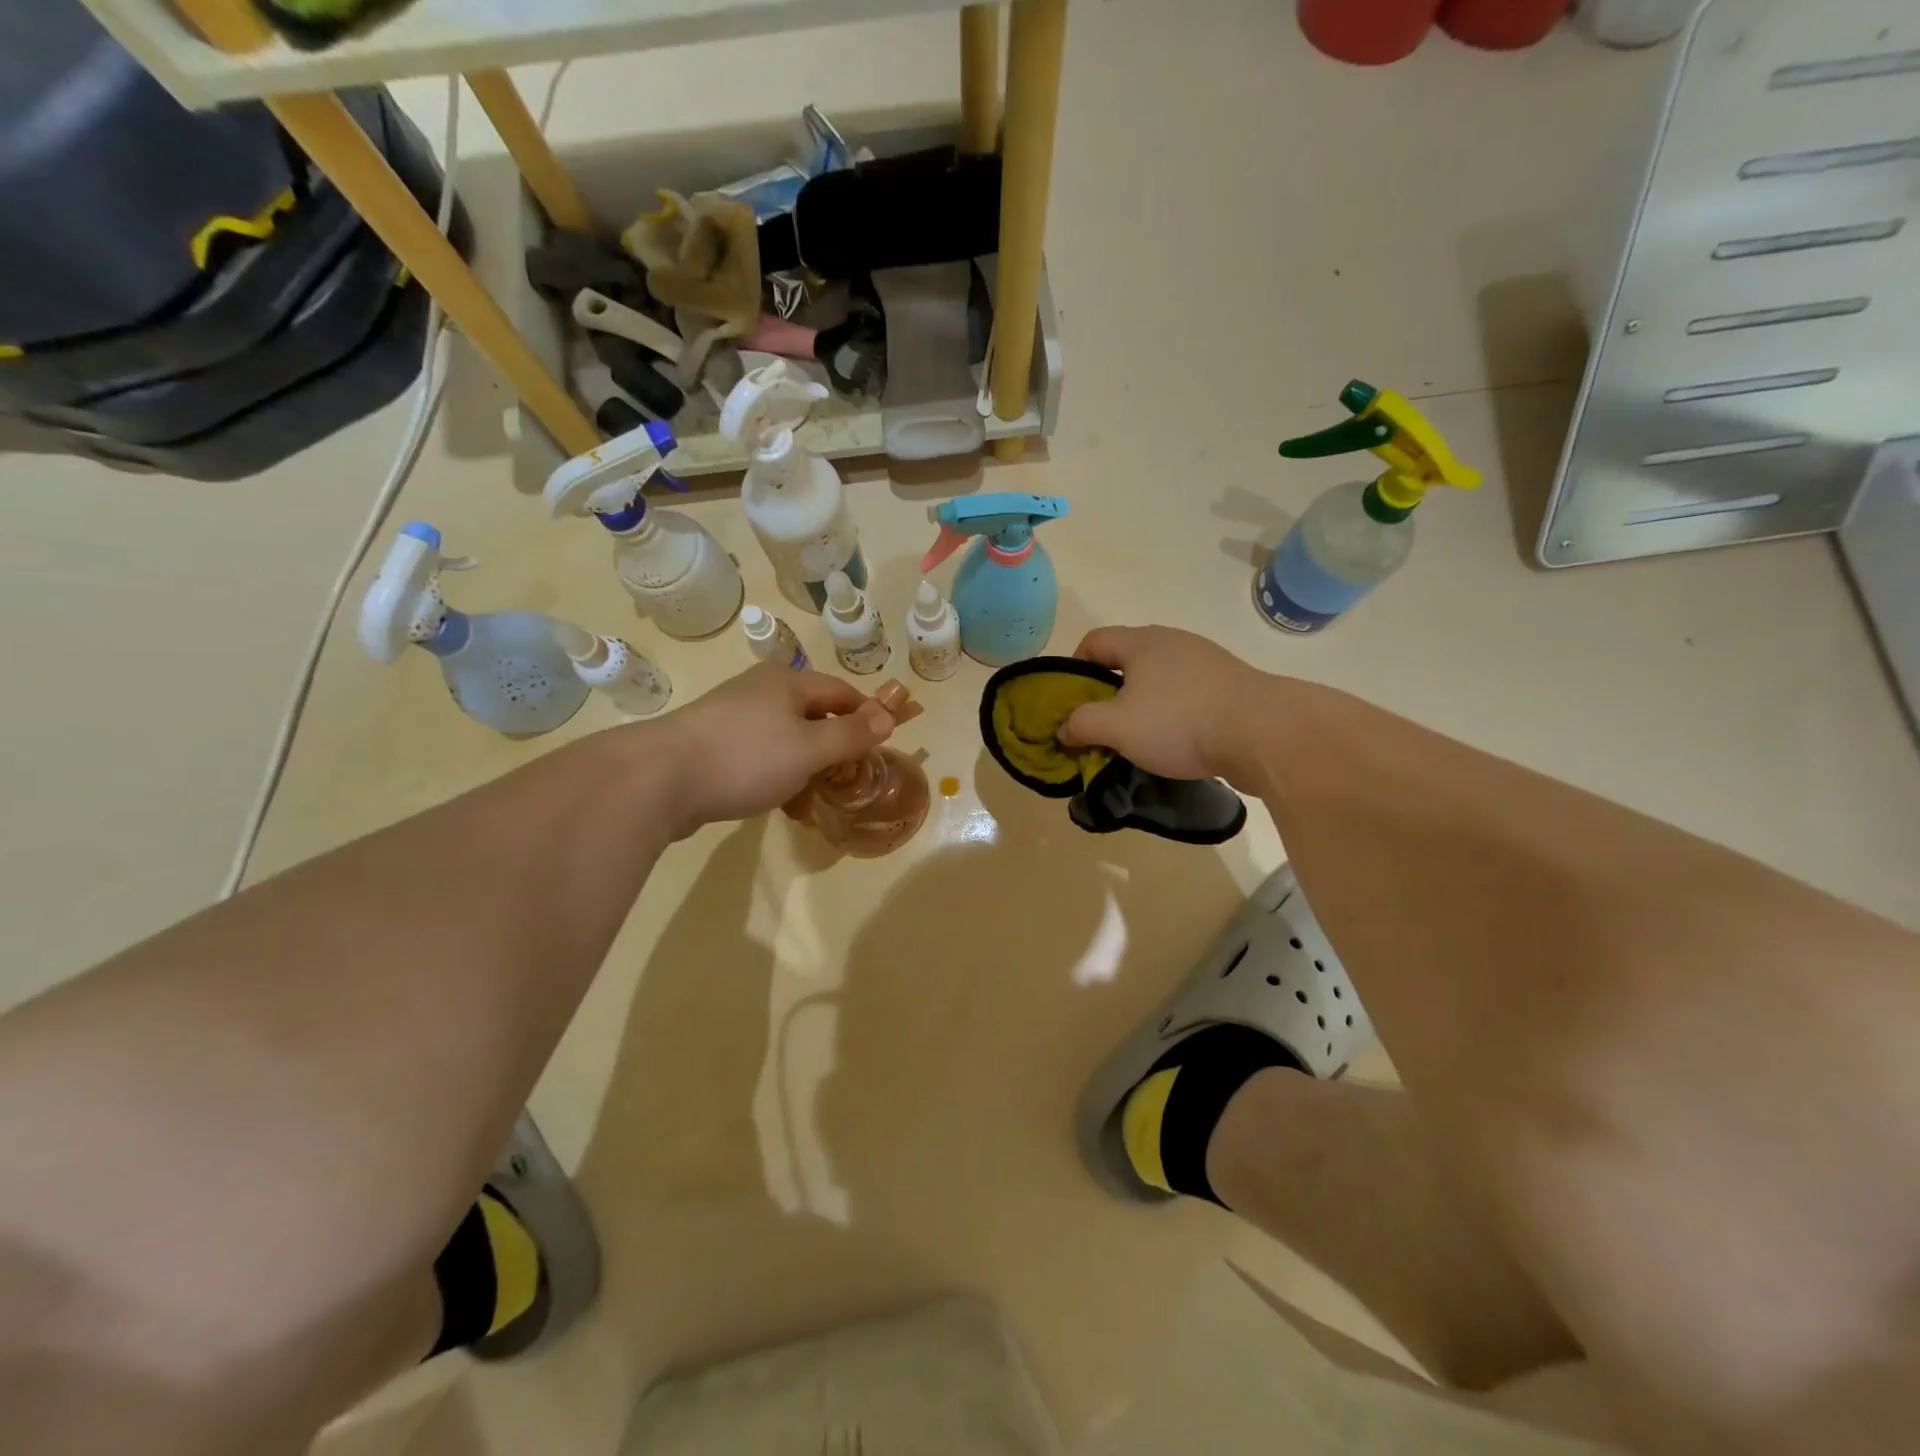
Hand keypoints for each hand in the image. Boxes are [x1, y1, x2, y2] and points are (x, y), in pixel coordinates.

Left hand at [650, 663, 893, 835]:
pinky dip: (777, 775)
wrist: (659, 779)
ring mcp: (732, 716)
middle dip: (835, 747)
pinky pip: (759, 756)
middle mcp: (761, 690)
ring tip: (814, 799)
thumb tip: (888, 716)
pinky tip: (780, 803)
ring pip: (786, 739)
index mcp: (787, 681)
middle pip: (814, 715)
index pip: (843, 692)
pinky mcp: (712, 744)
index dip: (867, 717)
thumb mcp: (810, 748)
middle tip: (849, 779)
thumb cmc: (746, 757)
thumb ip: (851, 734)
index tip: (882, 747)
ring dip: (806, 767)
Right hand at [1058, 626, 1264, 782]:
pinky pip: (1187, 696)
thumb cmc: (1179, 722)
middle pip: (1126, 661)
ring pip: (1158, 680)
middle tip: (1100, 726)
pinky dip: (1173, 715)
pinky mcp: (1229, 686)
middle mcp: (1173, 643)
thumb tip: (1063, 729)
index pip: (1093, 641)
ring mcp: (1206, 663)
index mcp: (1142, 642)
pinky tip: (1176, 743)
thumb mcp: (1116, 726)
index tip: (1071, 703)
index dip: (1073, 669)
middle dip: (1107, 693)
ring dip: (1141, 706)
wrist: (1263, 734)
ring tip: (1137, 740)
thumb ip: (1081, 724)